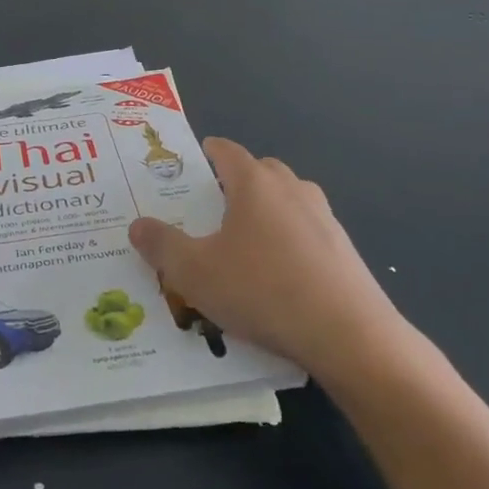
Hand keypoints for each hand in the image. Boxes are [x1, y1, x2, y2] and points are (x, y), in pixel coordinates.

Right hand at [128, 139, 406, 371]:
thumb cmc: (263, 291)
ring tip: (242, 246)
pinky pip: (306, 233)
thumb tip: (137, 225)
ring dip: (264, 213)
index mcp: (255, 182)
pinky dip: (288, 242)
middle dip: (235, 183)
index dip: (206, 153)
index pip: (227, 151)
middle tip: (210, 210)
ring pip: (286, 202)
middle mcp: (292, 189)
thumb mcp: (194, 272)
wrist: (351, 337)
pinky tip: (277, 278)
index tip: (191, 164)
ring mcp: (324, 218)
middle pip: (259, 172)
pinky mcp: (344, 250)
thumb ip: (161, 245)